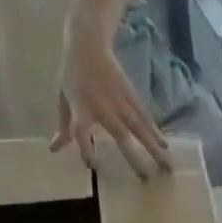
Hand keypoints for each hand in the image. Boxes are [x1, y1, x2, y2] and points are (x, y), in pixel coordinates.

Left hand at [53, 17, 170, 178]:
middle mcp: (103, 107)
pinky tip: (164, 146)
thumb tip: (56, 149)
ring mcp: (120, 102)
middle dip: (134, 158)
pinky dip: (155, 132)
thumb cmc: (72, 74)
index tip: (91, 165)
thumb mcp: (63, 99)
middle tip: (146, 179)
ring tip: (166, 167)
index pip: (81, 131)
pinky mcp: (132, 96)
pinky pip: (144, 117)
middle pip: (120, 136)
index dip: (86, 149)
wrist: (88, 43)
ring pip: (139, 129)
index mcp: (81, 107)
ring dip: (153, 148)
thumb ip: (64, 126)